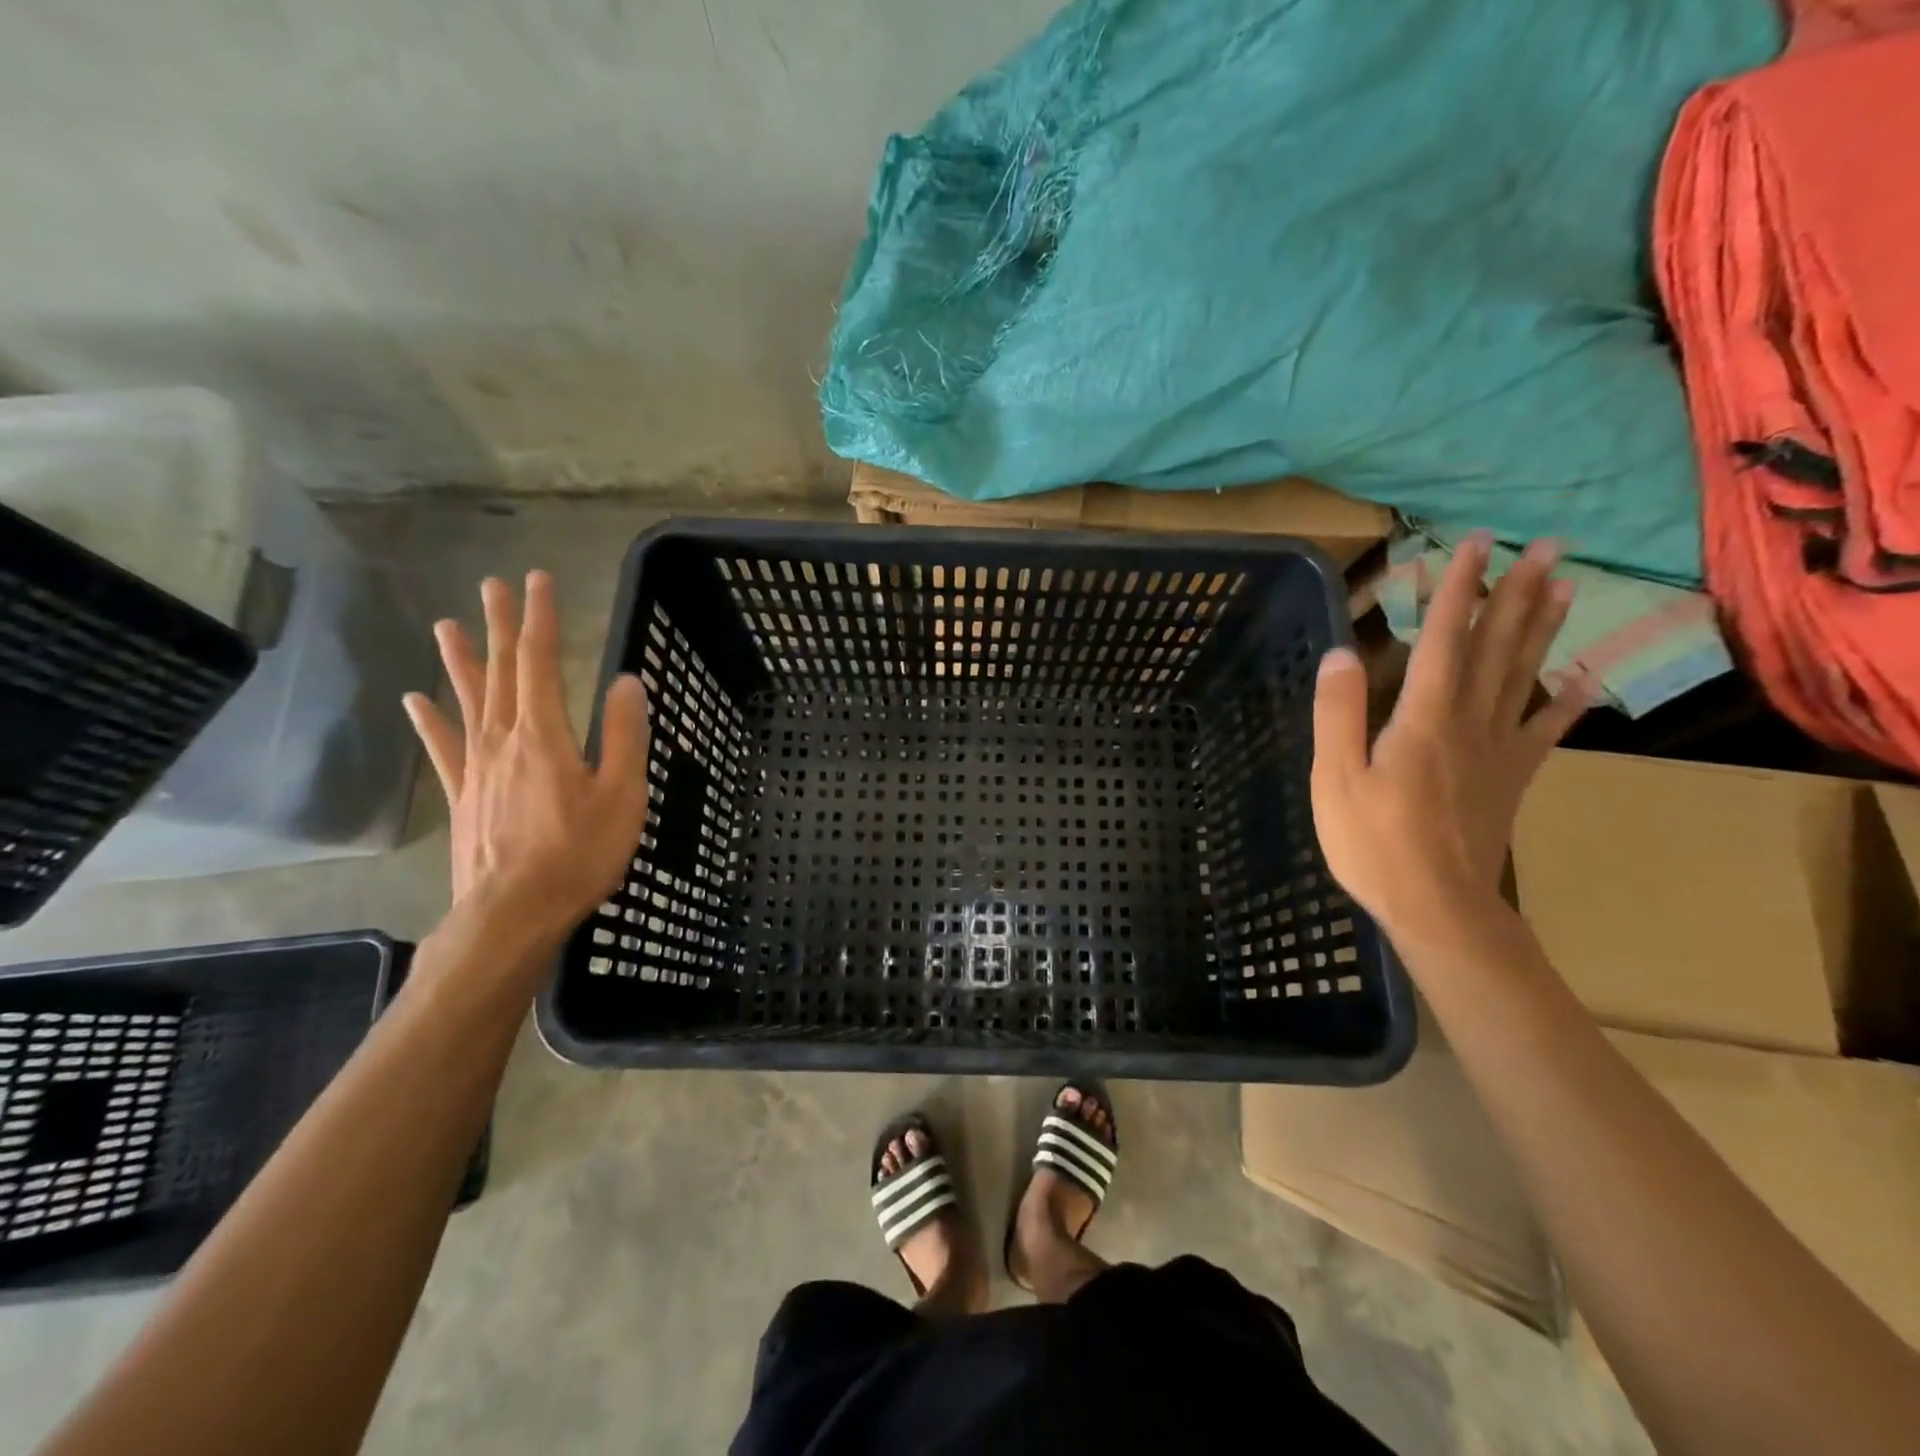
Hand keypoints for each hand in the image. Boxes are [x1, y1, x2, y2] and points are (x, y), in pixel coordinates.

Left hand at [402, 571, 649, 948]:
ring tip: (447, 625)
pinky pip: (443, 748)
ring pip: (468, 701)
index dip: (540, 619)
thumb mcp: (621, 795)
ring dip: (461, 661)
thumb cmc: (578, 854)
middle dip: (501, 626)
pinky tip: (417, 701)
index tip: (537, 580)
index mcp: (544, 734)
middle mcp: (503, 740)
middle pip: (501, 672)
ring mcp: (476, 768)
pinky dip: (430, 721)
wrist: (512, 914)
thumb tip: (626, 681)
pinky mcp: (463, 796)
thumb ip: (623, 735)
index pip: (542, 662)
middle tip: (493, 584)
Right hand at [1310, 535, 1591, 943]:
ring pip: (1525, 675)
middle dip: (1517, 593)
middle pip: (1496, 646)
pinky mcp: (1512, 776)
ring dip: (1544, 628)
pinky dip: (1568, 700)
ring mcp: (1498, 748)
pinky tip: (1586, 678)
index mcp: (1423, 717)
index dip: (1458, 589)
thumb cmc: (1374, 843)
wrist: (1438, 906)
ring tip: (1566, 586)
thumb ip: (1338, 713)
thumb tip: (1341, 652)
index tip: (1474, 543)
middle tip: (1547, 546)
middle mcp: (1469, 720)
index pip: (1443, 638)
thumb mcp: (1335, 778)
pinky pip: (1544, 729)